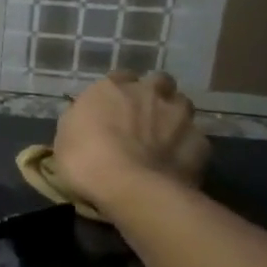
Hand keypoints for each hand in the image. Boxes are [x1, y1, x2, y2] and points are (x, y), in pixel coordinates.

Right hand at [52, 70, 208, 219]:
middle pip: (158, 82)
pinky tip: (177, 163)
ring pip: (182, 105)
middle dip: (154, 95)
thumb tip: (88, 120)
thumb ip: (81, 121)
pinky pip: (195, 139)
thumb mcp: (65, 137)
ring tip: (165, 139)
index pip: (119, 78)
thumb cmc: (85, 160)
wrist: (131, 188)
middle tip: (144, 117)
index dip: (118, 93)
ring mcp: (179, 116)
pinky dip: (187, 148)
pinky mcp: (201, 142)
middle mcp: (148, 92)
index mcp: (112, 87)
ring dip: (174, 116)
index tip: (113, 108)